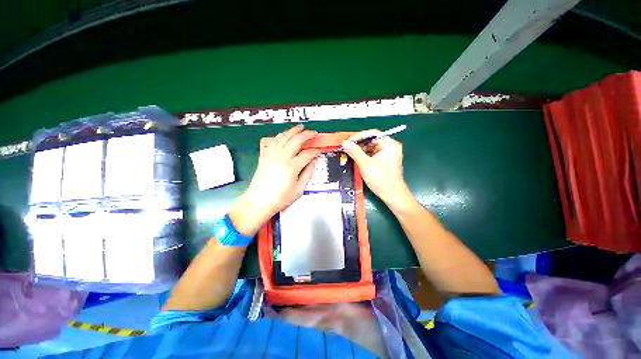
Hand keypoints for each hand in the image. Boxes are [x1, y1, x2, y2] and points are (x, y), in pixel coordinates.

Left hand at [229, 125, 319, 235]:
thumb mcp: (299, 189)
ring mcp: (272, 155)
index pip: (307, 154)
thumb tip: (314, 161)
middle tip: (313, 133)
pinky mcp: (265, 155)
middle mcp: (281, 157)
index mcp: (291, 167)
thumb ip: (308, 173)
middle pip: (296, 140)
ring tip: (300, 128)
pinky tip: (285, 135)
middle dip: (306, 135)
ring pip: (284, 137)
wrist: (259, 201)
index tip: (319, 150)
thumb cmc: (281, 198)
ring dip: (293, 131)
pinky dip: (281, 135)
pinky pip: (274, 141)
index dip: (315, 151)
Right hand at [341, 130, 411, 207]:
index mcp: (389, 144)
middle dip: (358, 144)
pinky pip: (372, 155)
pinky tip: (355, 159)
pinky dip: (363, 156)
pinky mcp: (384, 162)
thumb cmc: (381, 178)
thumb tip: (344, 143)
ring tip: (348, 153)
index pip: (373, 134)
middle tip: (346, 148)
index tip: (347, 141)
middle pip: (371, 141)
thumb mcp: (365, 164)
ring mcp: (387, 155)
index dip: (359, 136)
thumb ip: (354, 152)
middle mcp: (389, 147)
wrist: (392, 196)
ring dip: (360, 150)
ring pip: (371, 148)